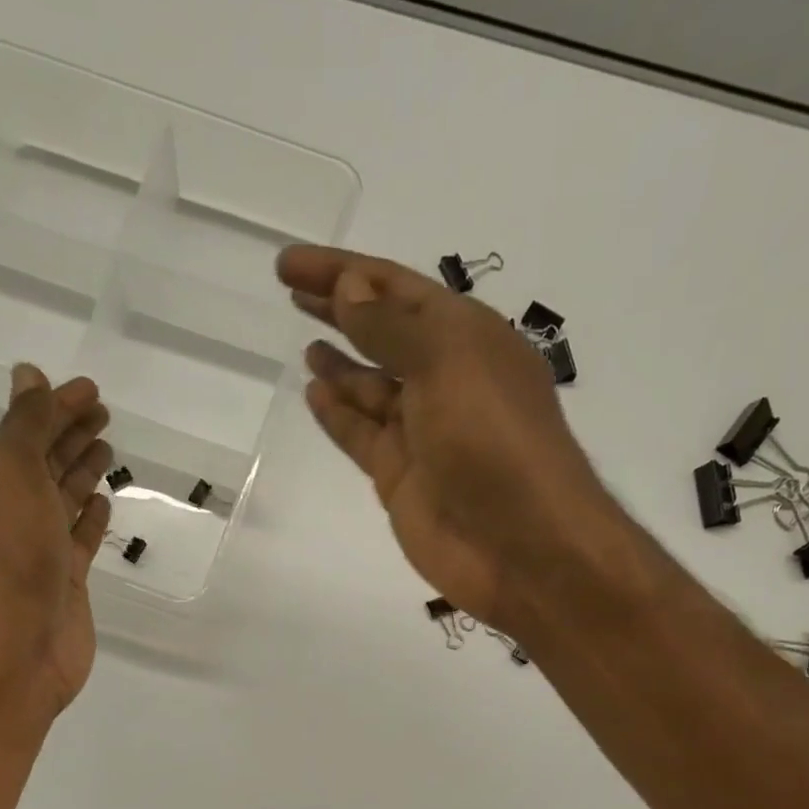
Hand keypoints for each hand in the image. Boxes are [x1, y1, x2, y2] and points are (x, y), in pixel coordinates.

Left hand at [0, 363, 112, 719]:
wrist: (21, 640)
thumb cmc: (14, 552)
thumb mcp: (13, 472)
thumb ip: (26, 425)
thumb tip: (29, 375)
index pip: (28, 430)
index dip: (58, 407)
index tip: (91, 390)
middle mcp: (13, 510)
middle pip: (45, 461)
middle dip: (71, 433)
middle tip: (103, 412)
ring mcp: (41, 547)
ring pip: (64, 497)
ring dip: (82, 470)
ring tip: (106, 447)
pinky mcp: (66, 579)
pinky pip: (79, 537)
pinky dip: (90, 517)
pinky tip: (104, 503)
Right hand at [277, 246, 624, 636]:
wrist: (519, 546)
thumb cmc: (493, 442)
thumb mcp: (447, 364)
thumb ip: (392, 328)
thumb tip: (349, 289)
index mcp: (467, 338)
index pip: (396, 289)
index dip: (344, 271)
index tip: (290, 263)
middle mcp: (445, 379)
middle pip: (383, 333)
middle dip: (341, 309)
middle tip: (291, 289)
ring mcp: (422, 433)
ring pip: (372, 387)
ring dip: (341, 363)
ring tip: (305, 342)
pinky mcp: (402, 478)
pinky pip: (363, 436)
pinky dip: (340, 415)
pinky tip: (314, 394)